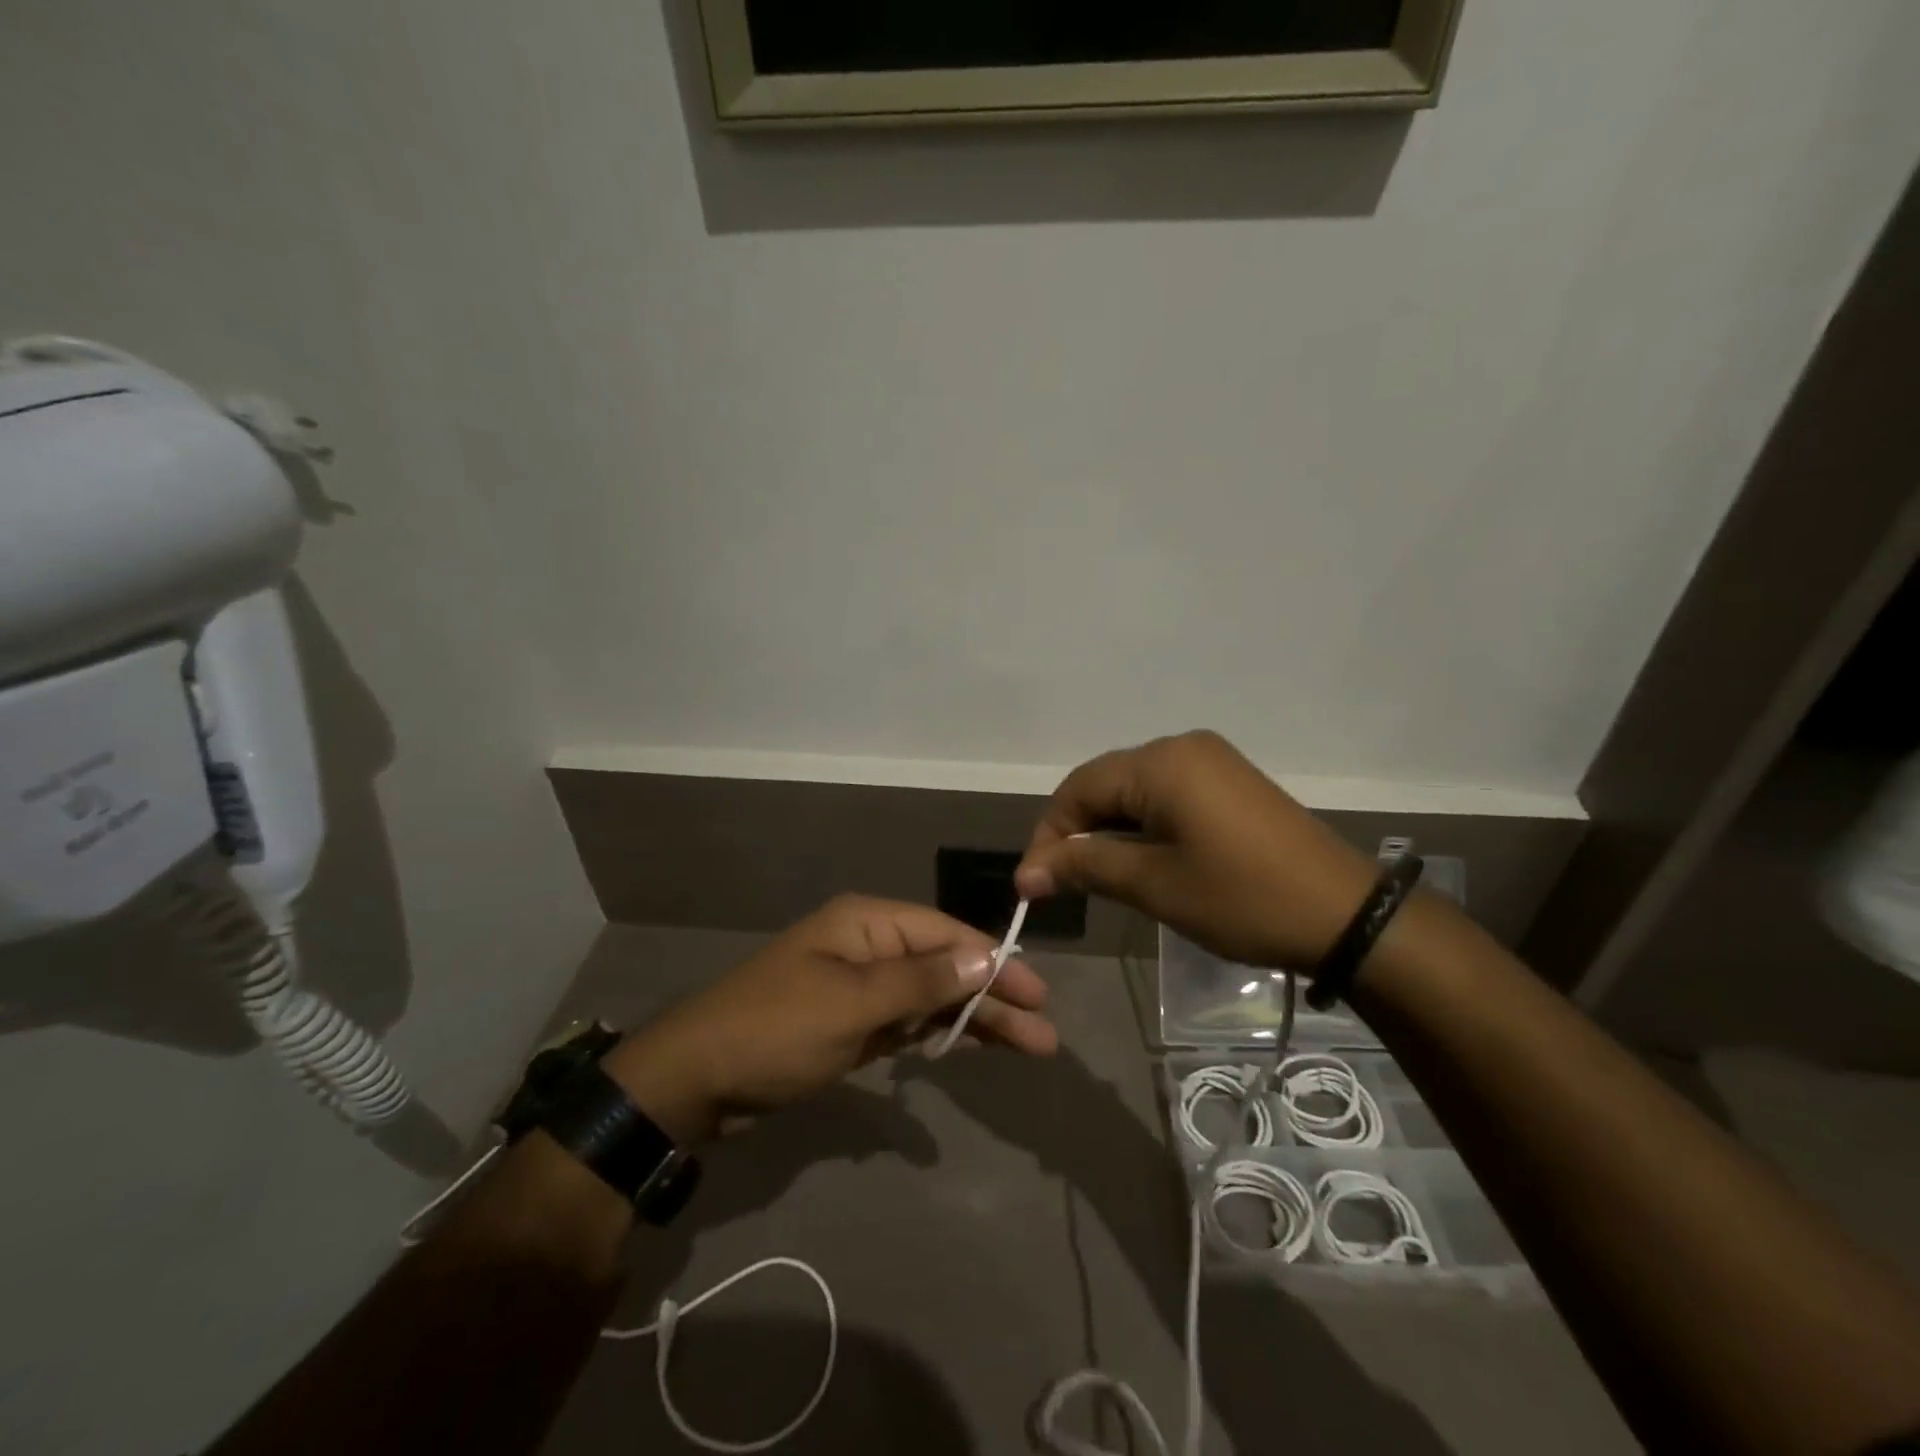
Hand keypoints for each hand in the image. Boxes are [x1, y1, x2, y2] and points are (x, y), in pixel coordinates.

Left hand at [603, 895, 1055, 1144]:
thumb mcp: (852, 1004)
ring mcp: (858, 986)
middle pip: (944, 966)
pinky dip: (935, 1033)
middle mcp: (868, 946)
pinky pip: (905, 1022)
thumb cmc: (776, 1031)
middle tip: (1044, 1035)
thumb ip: (922, 981)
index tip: (1037, 994)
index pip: (947, 935)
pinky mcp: (849, 1024)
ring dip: (973, 1019)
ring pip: (929, 997)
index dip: (995, 963)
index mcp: (867, 924)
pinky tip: (968, 1046)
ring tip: (1025, 1047)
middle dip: (993, 998)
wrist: (695, 1081)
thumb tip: (985, 957)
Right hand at [1015, 730, 1376, 970]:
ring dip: (1109, 831)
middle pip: (1105, 784)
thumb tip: (1026, 874)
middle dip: (1078, 833)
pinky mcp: (1230, 782)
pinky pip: (1167, 795)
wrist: (1346, 915)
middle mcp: (1182, 747)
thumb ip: (1085, 868)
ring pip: (1135, 791)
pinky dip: (1143, 825)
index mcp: (1161, 762)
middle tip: (1062, 885)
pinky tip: (1142, 859)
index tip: (1033, 886)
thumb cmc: (1241, 898)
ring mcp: (1211, 761)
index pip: (1078, 788)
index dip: (1049, 835)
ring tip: (1098, 877)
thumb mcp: (1154, 885)